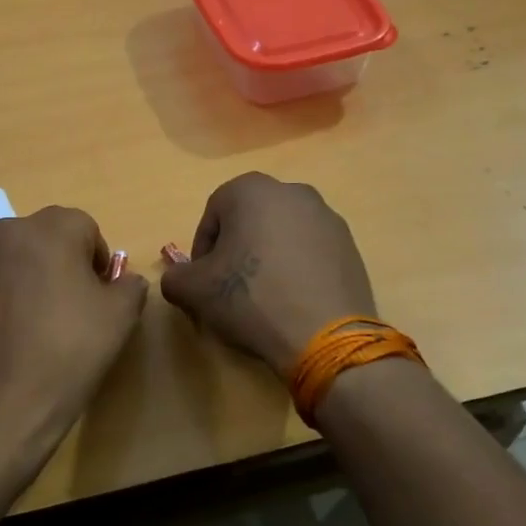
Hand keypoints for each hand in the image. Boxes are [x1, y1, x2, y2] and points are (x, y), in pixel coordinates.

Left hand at [0, 206, 147, 478]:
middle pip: (49, 236)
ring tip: (43, 321)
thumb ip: (130, 285)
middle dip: (65, 262)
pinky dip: (9, 294)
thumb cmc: (70, 348)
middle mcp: (9, 232)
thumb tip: (124, 281)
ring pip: (19, 257)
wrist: (4, 399)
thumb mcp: (121, 315)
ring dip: (34, 275)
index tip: (100, 295)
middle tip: (75, 305)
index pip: (86, 228)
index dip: (98, 261)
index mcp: (51, 228)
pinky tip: (16, 331)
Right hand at [160, 173, 375, 376]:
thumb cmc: (251, 298)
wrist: (324, 335)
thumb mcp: (194, 291)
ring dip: (268, 257)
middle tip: (231, 287)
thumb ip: (175, 277)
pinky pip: (310, 251)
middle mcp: (292, 191)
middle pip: (249, 220)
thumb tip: (179, 278)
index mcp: (251, 190)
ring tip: (265, 297)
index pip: (212, 215)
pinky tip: (293, 300)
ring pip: (282, 234)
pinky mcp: (350, 245)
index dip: (203, 250)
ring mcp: (327, 216)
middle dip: (236, 249)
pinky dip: (297, 268)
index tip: (205, 282)